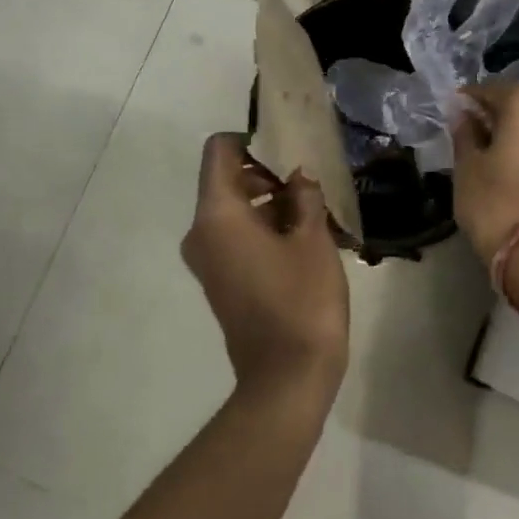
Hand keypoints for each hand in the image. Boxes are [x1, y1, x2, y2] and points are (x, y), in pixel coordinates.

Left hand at [182, 133, 349, 403]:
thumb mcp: (313, 240)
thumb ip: (305, 197)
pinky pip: (236, 238)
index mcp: (217, 215)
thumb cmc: (302, 301)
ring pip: (235, 211)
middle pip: (227, 180)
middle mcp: (201, 232)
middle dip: (268, 174)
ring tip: (317, 212)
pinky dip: (264, 229)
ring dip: (271, 204)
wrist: (287, 378)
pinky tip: (305, 238)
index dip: (253, 140)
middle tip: (312, 183)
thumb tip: (299, 176)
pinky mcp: (220, 281)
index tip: (290, 148)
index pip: (220, 151)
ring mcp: (208, 260)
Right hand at [449, 83, 518, 265]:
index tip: (451, 114)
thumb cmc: (494, 200)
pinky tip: (507, 159)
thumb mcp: (467, 164)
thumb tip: (461, 112)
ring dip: (512, 128)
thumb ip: (464, 131)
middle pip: (517, 101)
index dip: (467, 101)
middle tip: (467, 131)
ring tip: (487, 148)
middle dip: (493, 112)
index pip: (489, 89)